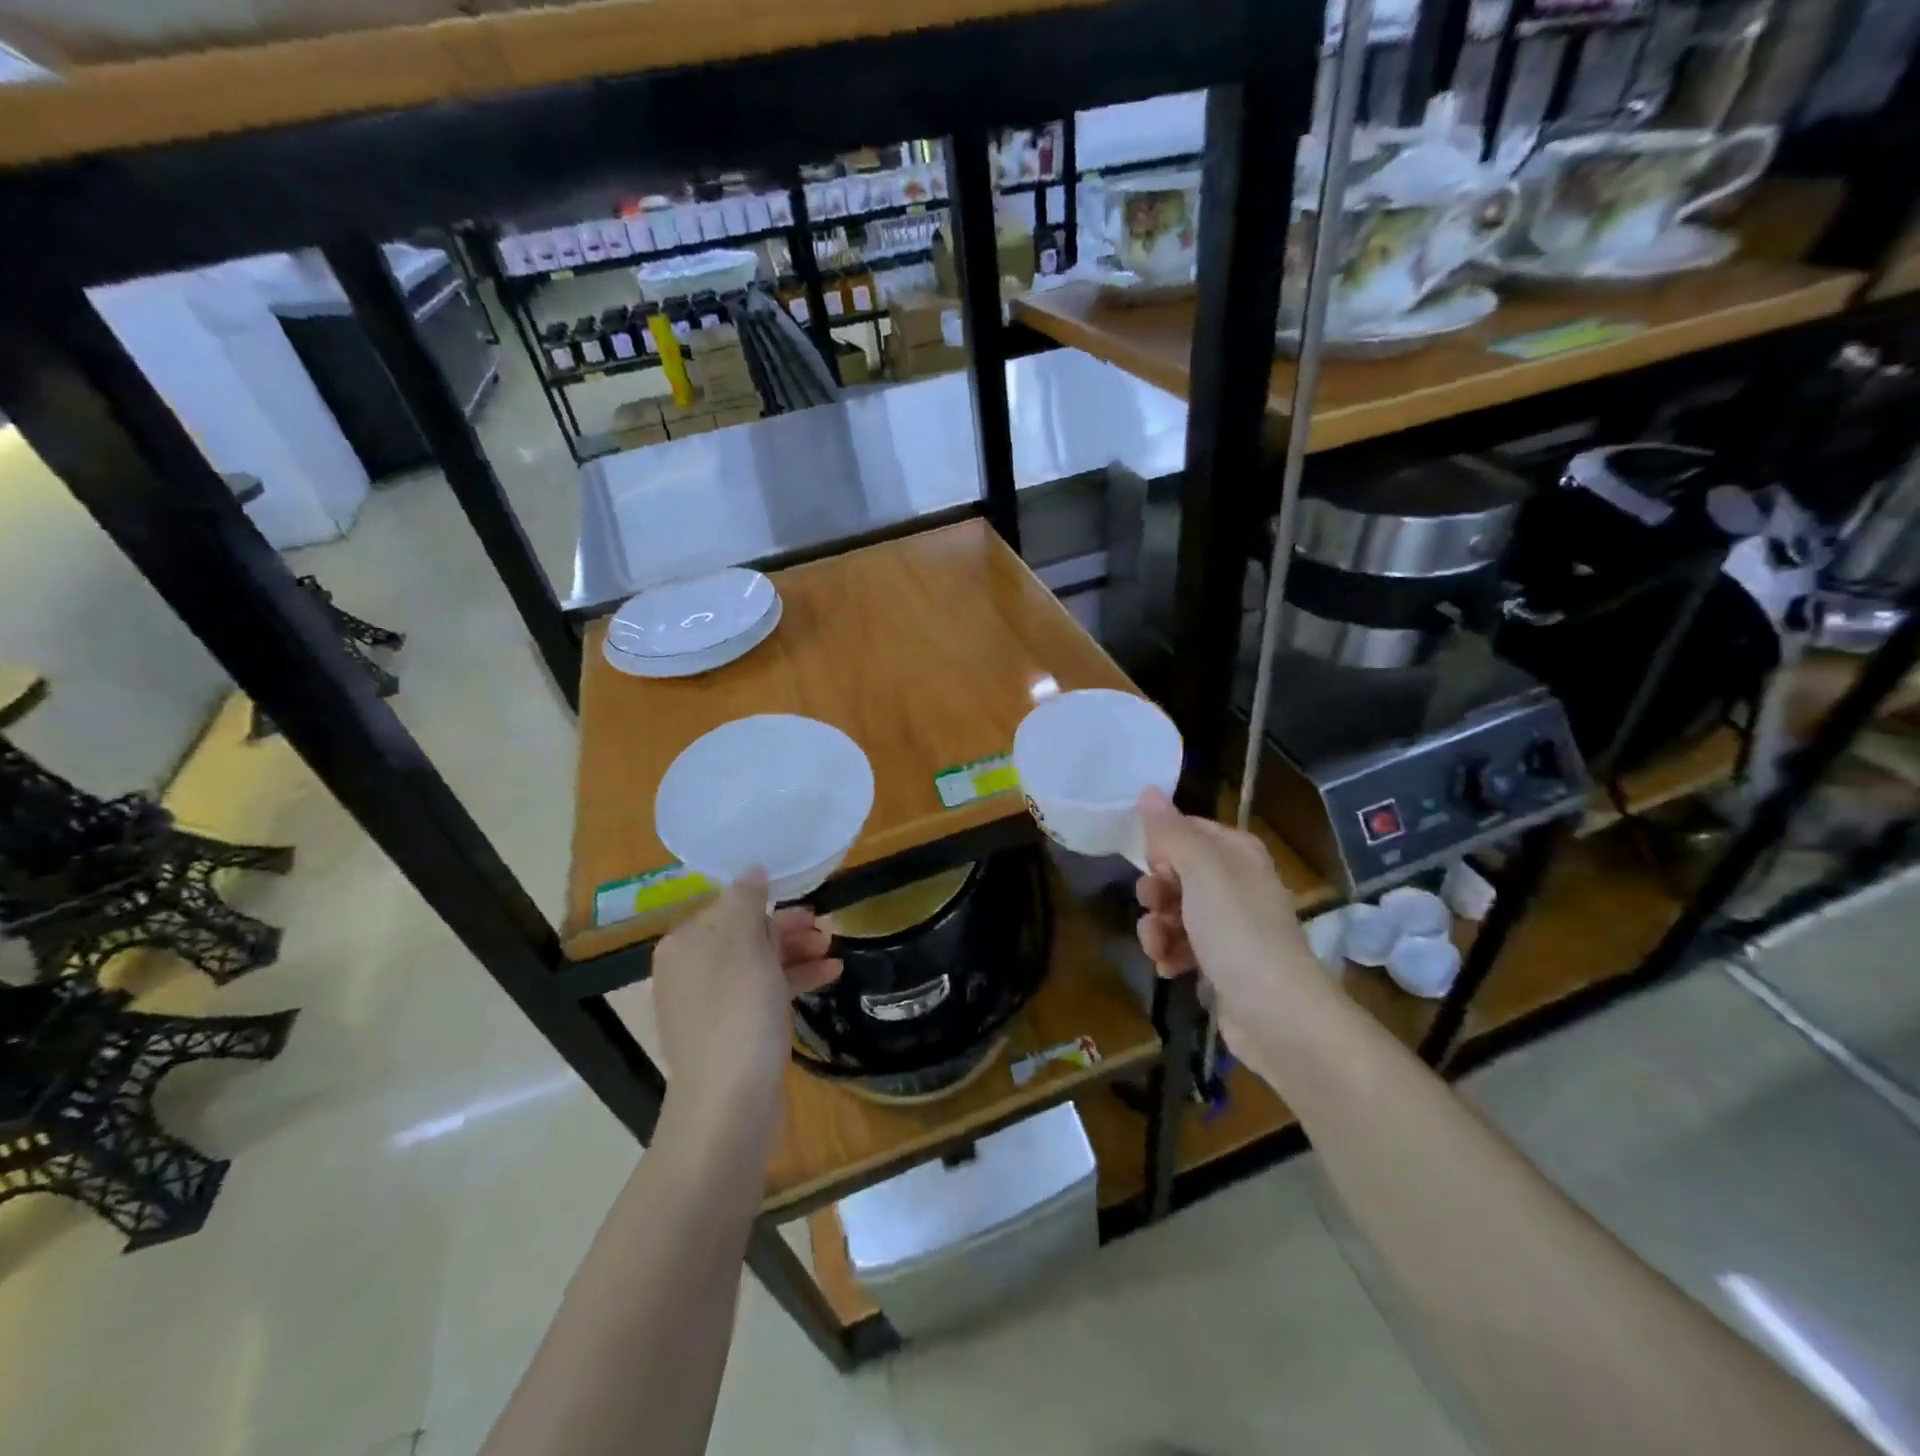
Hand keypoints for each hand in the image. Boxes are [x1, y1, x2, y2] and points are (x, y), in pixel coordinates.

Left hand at [645, 869, 841, 1123]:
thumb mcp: (744, 944)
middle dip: (786, 930)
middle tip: (824, 930)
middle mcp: (690, 971)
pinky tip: (829, 975)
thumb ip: (748, 900)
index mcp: (684, 945)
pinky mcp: (730, 1033)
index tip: (805, 908)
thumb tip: (752, 869)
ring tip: (832, 951)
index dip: (769, 905)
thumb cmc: (737, 1014)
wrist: (728, 1106)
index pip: (728, 907)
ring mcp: (709, 1005)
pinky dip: (792, 981)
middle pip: (745, 935)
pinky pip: (763, 993)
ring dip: (795, 954)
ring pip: (757, 964)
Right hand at [1133, 789, 1319, 1072]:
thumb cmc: (1238, 931)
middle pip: (1175, 872)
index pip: (1187, 830)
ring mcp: (1230, 926)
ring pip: (1173, 911)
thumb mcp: (1201, 870)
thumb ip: (1171, 831)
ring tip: (1157, 946)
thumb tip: (1148, 790)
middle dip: (1155, 890)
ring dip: (1156, 927)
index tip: (1149, 861)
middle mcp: (1235, 884)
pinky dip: (1170, 954)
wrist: (1278, 1015)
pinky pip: (1181, 946)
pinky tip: (1168, 968)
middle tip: (1156, 904)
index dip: (1162, 844)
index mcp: (1237, 853)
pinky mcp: (1221, 963)